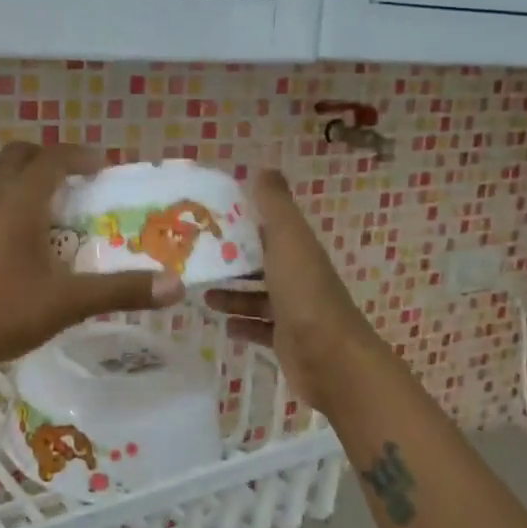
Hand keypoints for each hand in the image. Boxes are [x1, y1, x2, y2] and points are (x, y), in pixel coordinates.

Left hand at [0, 142, 185, 391]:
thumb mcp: (66, 302)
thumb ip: (119, 292)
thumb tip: (174, 286)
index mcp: (18, 201)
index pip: (52, 158)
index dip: (80, 156)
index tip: (105, 167)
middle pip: (20, 159)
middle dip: (51, 162)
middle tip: (81, 185)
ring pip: (5, 185)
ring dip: (35, 189)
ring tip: (66, 219)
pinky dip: (19, 212)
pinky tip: (36, 251)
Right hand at [204, 169, 378, 413]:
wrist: (332, 359)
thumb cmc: (305, 294)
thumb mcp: (288, 240)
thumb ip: (275, 206)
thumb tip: (263, 168)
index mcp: (298, 250)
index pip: (267, 228)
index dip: (240, 221)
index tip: (206, 219)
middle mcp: (298, 277)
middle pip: (261, 263)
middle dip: (231, 261)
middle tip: (194, 260)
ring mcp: (294, 311)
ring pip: (258, 297)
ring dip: (232, 294)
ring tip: (202, 294)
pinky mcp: (287, 342)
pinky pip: (260, 329)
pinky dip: (242, 325)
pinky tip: (224, 326)